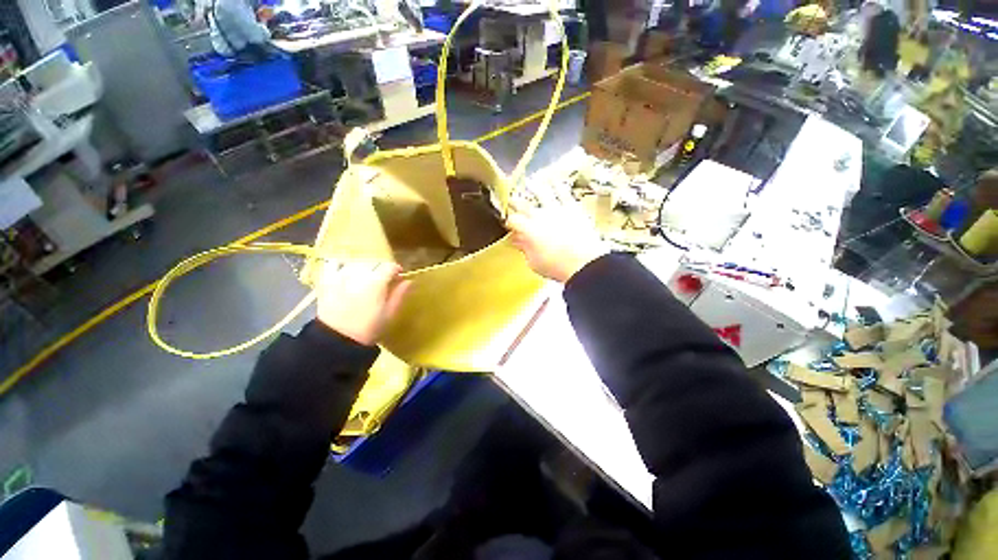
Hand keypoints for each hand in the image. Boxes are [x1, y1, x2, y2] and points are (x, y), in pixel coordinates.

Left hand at [315, 261, 411, 345]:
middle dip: (381, 269)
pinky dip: (342, 266)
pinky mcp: (326, 281)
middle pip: (374, 263)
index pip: (389, 266)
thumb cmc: (368, 329)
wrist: (337, 340)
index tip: (399, 276)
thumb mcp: (389, 314)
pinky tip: (346, 274)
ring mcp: (340, 276)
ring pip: (357, 263)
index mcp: (376, 282)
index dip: (396, 269)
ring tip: (366, 279)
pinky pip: (334, 265)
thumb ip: (399, 295)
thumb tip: (408, 281)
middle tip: (385, 281)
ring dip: (364, 268)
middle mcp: (358, 274)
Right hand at [506, 184, 608, 282]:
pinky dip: (557, 186)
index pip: (513, 220)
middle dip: (515, 202)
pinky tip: (554, 181)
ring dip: (534, 188)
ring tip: (529, 182)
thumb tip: (517, 241)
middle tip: (512, 200)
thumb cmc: (556, 267)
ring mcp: (556, 210)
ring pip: (542, 194)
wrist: (584, 263)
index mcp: (528, 230)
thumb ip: (524, 249)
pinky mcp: (572, 208)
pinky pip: (563, 193)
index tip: (509, 224)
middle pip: (523, 205)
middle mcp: (540, 216)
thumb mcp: (534, 262)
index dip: (509, 221)